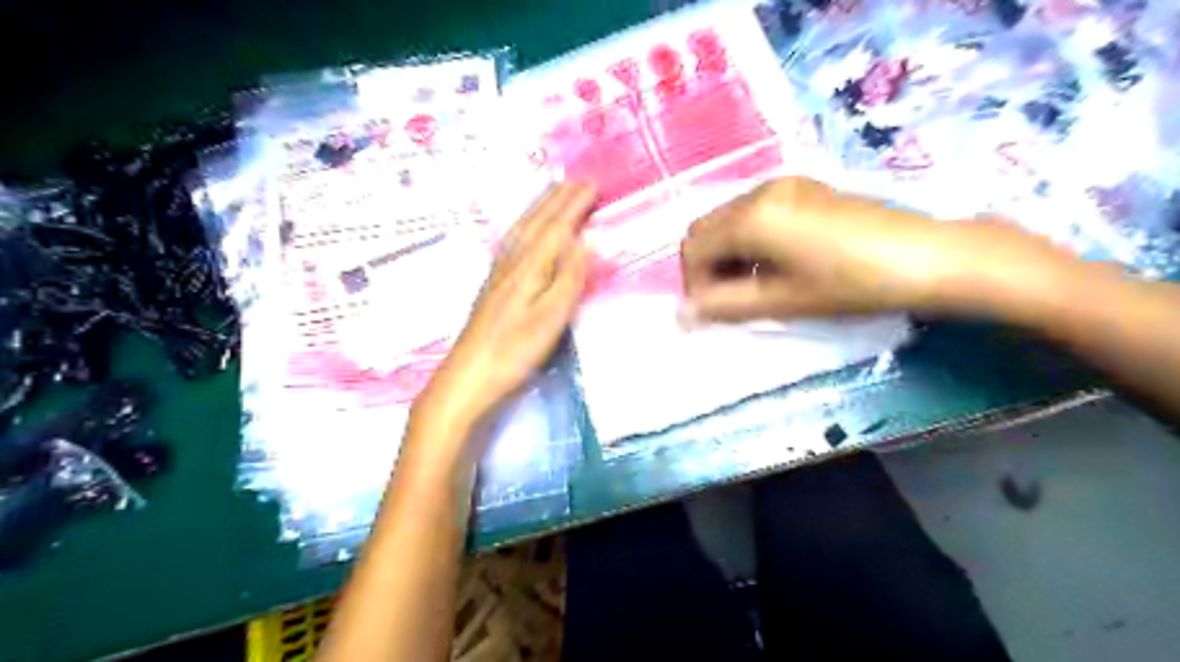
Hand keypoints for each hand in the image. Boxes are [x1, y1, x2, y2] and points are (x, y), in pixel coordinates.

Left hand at [414, 183, 600, 437]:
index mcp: (529, 267)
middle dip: (558, 199)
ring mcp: (498, 274)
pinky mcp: (492, 286)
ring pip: (522, 229)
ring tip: (553, 193)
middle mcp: (511, 262)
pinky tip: (524, 231)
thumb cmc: (514, 351)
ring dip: (540, 208)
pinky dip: (524, 226)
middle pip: (536, 223)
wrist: (468, 376)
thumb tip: (587, 240)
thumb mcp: (551, 317)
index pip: (556, 227)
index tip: (592, 185)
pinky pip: (512, 242)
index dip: (574, 205)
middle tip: (577, 181)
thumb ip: (570, 277)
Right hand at [679, 174, 1080, 318]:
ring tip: (752, 284)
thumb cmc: (850, 284)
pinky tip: (774, 262)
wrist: (926, 256)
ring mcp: (782, 184)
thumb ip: (724, 306)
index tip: (711, 311)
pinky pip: (754, 212)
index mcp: (751, 217)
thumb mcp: (782, 301)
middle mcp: (759, 191)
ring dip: (725, 252)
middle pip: (705, 228)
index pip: (694, 248)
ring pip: (728, 219)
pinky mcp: (802, 187)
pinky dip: (747, 239)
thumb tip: (681, 316)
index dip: (693, 283)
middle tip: (728, 298)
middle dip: (705, 265)